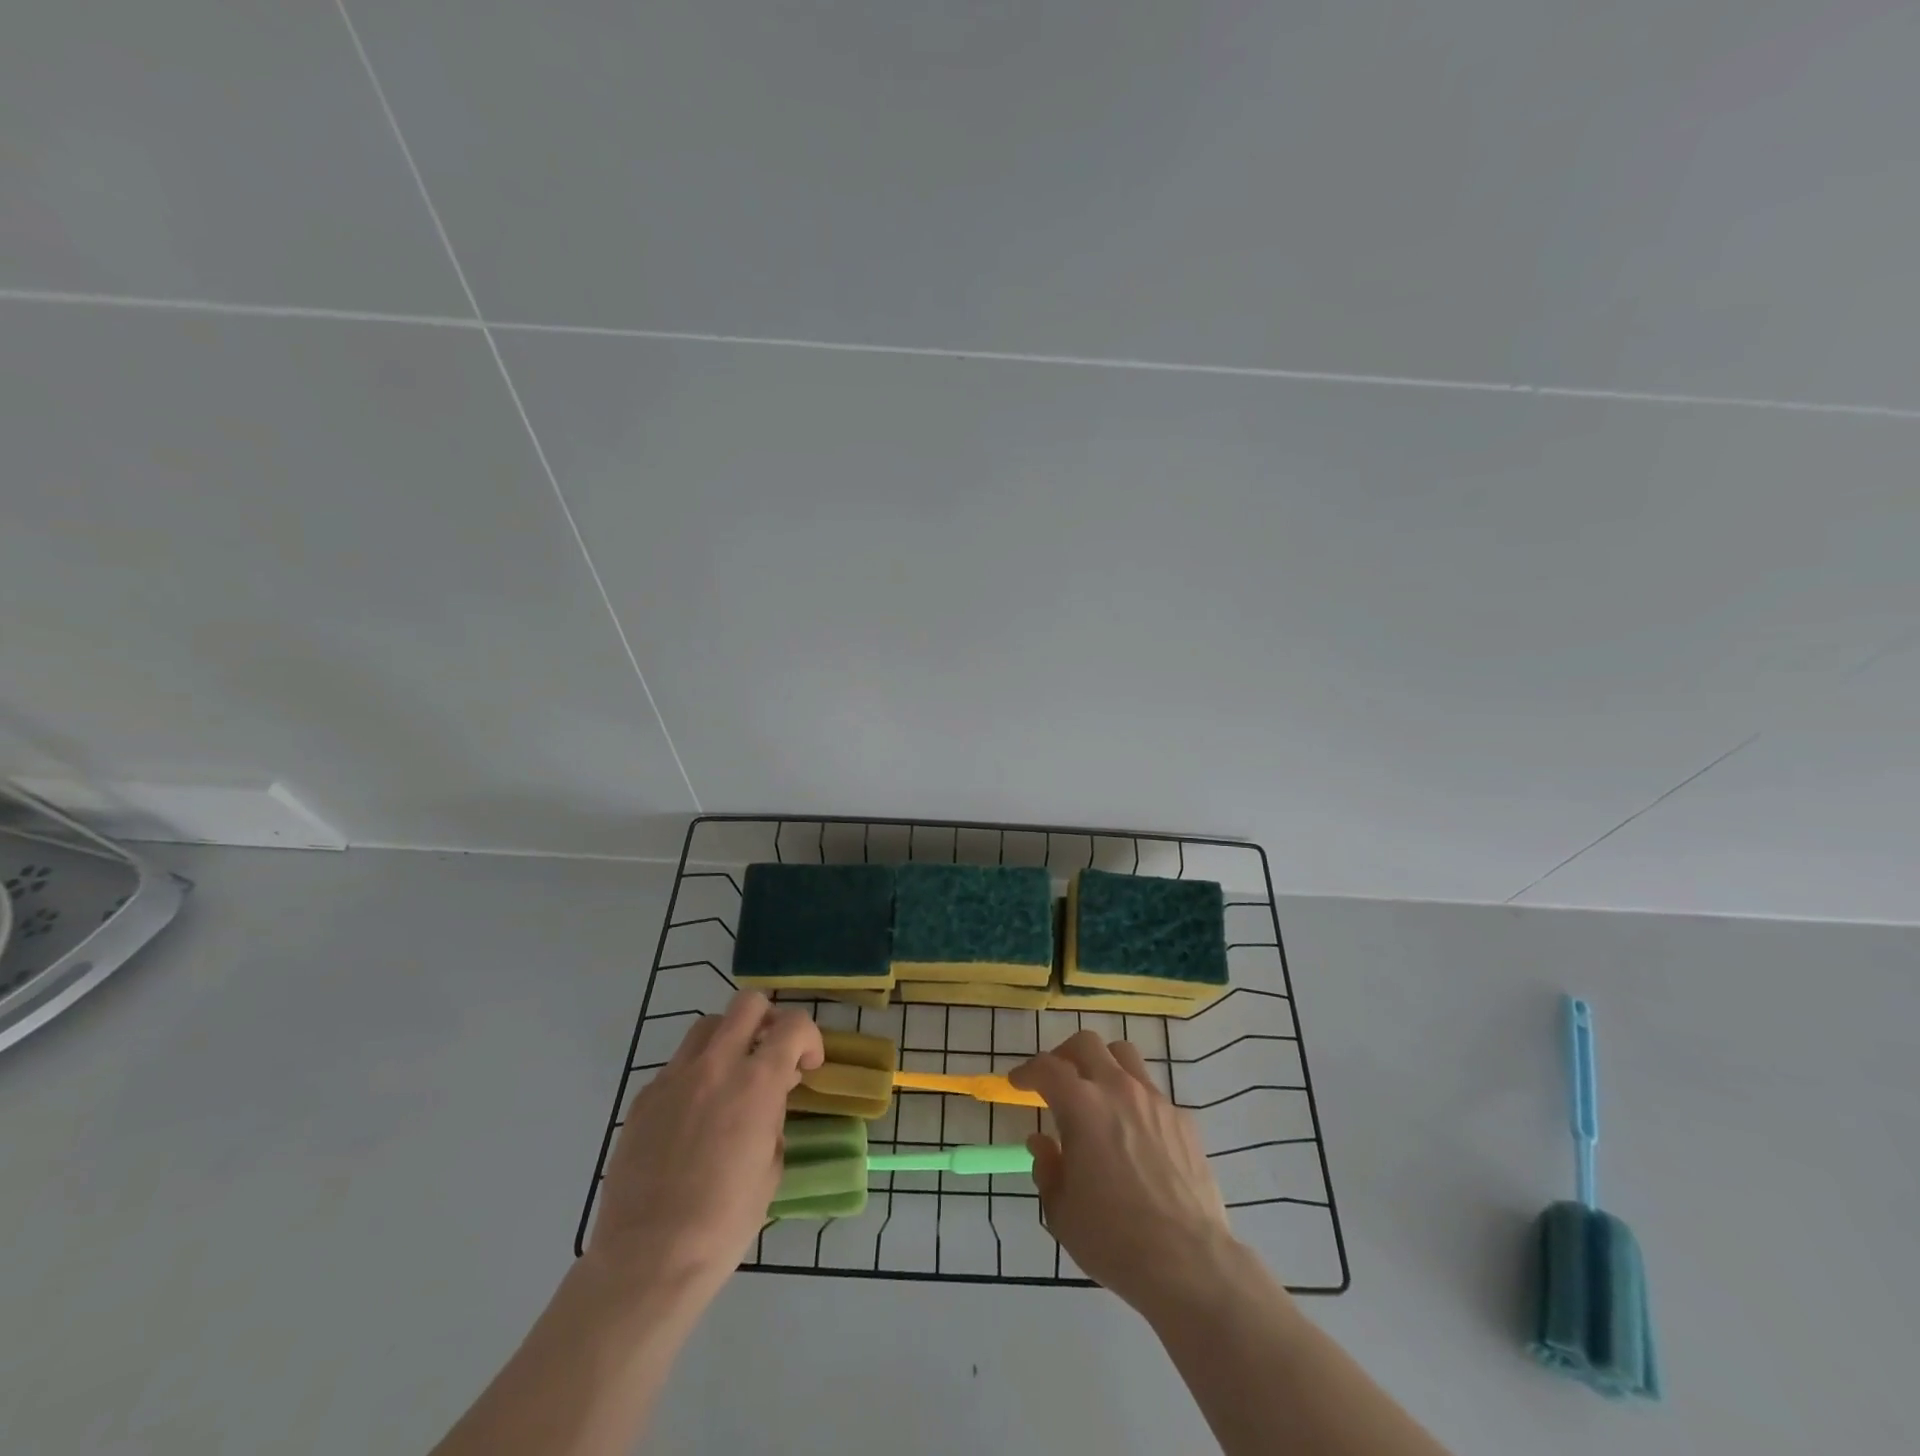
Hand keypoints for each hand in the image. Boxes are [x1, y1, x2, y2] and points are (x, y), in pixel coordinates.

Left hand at [587, 990, 822, 1295]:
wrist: (648, 1259)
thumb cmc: (724, 1222)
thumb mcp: (771, 1168)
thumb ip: (774, 1118)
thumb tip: (770, 1098)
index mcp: (756, 1082)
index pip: (794, 1025)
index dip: (809, 1039)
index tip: (807, 1067)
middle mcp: (715, 1065)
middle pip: (747, 1004)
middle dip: (768, 1020)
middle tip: (770, 1054)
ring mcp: (673, 1078)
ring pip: (707, 1027)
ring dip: (728, 1041)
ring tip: (730, 1080)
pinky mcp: (643, 1098)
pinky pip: (677, 1067)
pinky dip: (695, 1076)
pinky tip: (693, 1118)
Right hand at [1010, 1029, 1238, 1316]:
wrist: (1188, 1262)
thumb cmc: (1113, 1238)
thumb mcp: (1061, 1211)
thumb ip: (1047, 1168)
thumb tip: (1043, 1143)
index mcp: (1082, 1106)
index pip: (1047, 1068)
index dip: (1027, 1071)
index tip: (1017, 1083)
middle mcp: (1118, 1089)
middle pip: (1087, 1044)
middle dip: (1064, 1055)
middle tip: (1056, 1080)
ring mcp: (1155, 1101)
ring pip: (1125, 1056)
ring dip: (1103, 1065)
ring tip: (1096, 1093)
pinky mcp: (1183, 1119)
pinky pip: (1153, 1093)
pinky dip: (1135, 1099)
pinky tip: (1134, 1133)